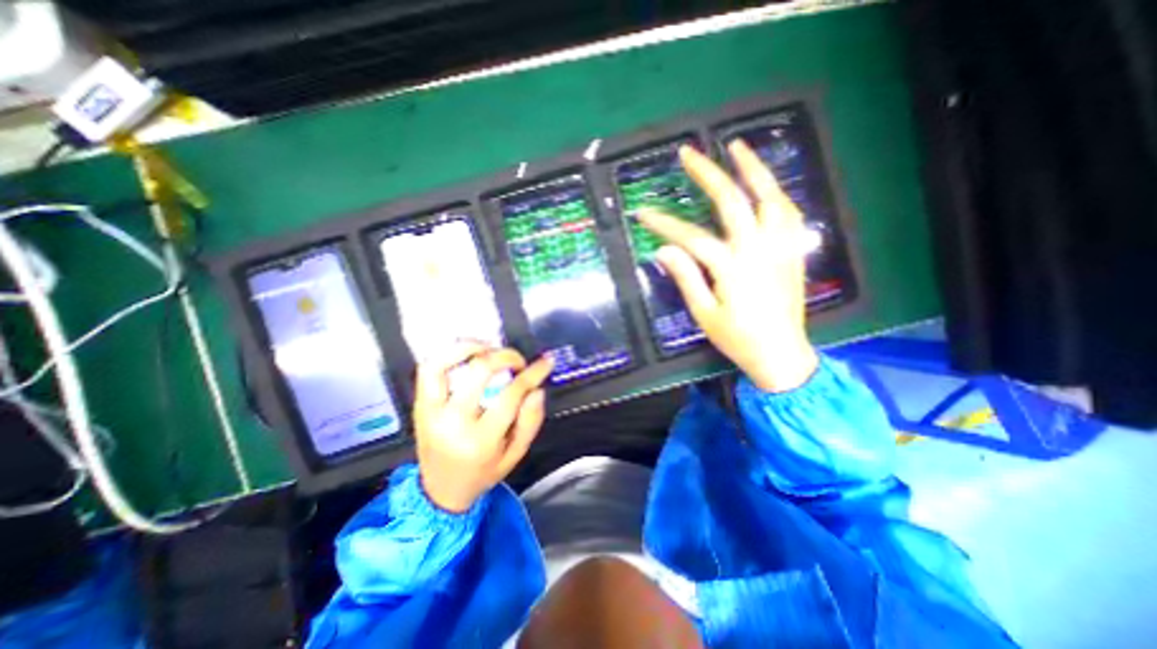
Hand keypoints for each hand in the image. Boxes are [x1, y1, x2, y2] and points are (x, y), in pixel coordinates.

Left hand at [410, 342, 554, 515]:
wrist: (441, 491)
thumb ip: (531, 421)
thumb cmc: (483, 472)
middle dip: (506, 357)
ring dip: (470, 347)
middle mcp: (452, 422)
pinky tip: (467, 354)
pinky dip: (448, 354)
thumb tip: (537, 389)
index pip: (511, 394)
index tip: (545, 363)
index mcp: (481, 440)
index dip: (533, 373)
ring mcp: (431, 411)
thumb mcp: (516, 455)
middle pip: (480, 371)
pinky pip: (428, 370)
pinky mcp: (419, 405)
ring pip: (444, 363)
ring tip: (490, 348)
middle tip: (519, 361)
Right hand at [638, 142, 817, 391]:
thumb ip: (687, 278)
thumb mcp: (705, 314)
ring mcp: (780, 247)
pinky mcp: (793, 252)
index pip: (692, 237)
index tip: (643, 213)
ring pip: (770, 197)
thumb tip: (664, 250)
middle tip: (689, 153)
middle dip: (708, 174)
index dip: (665, 224)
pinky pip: (789, 213)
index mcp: (732, 269)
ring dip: (753, 169)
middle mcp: (758, 250)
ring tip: (737, 147)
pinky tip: (765, 184)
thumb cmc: (737, 339)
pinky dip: (776, 192)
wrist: (781, 354)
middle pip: (732, 202)